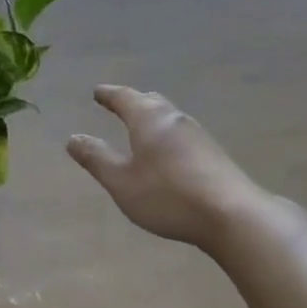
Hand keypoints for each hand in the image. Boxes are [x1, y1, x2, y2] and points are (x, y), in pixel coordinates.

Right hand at [67, 85, 266, 249]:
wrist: (233, 215)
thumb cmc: (168, 196)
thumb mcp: (122, 182)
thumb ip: (97, 159)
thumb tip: (73, 138)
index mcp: (148, 119)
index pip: (124, 98)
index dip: (108, 95)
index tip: (97, 92)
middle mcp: (173, 119)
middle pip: (150, 102)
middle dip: (133, 102)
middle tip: (119, 104)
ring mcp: (197, 135)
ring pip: (168, 117)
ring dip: (152, 118)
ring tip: (142, 126)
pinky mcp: (213, 153)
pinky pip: (181, 134)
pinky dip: (166, 135)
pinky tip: (169, 152)